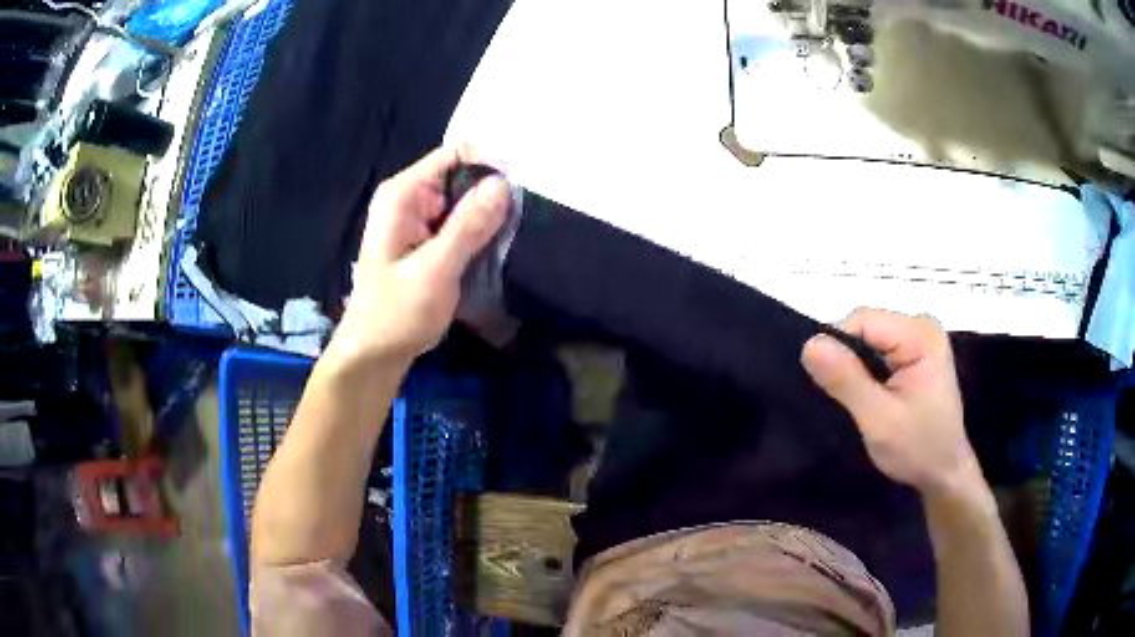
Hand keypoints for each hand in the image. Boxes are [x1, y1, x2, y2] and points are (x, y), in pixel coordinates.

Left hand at [330, 145, 508, 366]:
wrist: (374, 354)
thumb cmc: (396, 314)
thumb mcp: (434, 270)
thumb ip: (468, 226)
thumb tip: (504, 184)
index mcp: (404, 194)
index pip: (456, 154)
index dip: (491, 165)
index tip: (520, 192)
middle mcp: (411, 198)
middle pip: (464, 175)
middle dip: (494, 193)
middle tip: (523, 220)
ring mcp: (419, 219)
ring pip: (467, 201)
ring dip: (491, 216)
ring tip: (516, 236)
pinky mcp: (428, 240)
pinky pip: (462, 224)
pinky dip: (481, 233)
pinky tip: (499, 249)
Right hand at [800, 309, 983, 498]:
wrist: (945, 474)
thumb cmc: (918, 449)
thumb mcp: (878, 419)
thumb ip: (846, 380)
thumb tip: (809, 343)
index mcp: (920, 334)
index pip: (863, 321)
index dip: (840, 349)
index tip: (835, 390)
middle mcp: (923, 326)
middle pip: (867, 328)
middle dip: (850, 361)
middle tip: (851, 401)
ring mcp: (921, 339)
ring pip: (870, 340)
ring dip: (858, 369)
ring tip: (861, 402)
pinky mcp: (917, 353)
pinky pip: (880, 351)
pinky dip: (868, 373)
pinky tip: (872, 397)